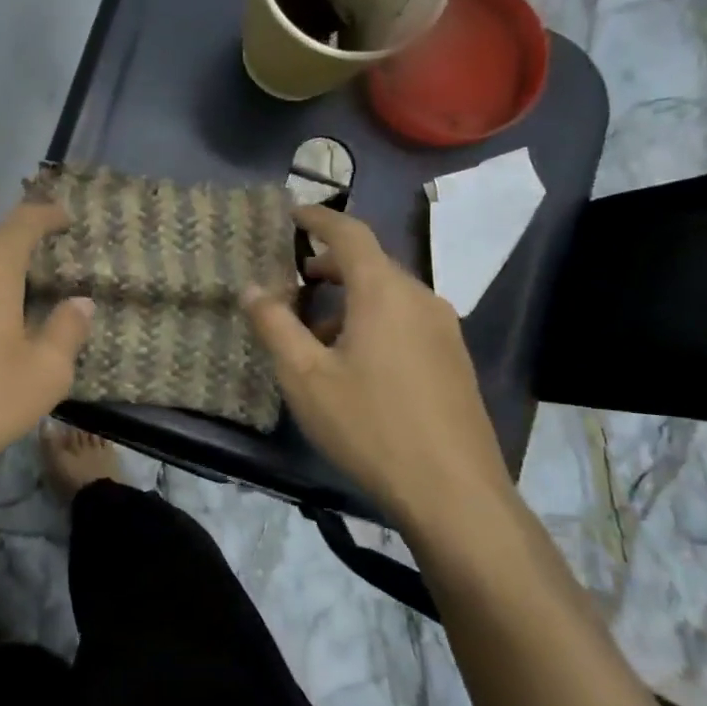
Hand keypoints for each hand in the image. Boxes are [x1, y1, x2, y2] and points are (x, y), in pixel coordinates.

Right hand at [241, 205, 515, 533]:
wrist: (454, 492)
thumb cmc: (370, 426)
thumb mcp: (305, 377)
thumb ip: (275, 326)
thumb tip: (252, 289)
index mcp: (384, 291)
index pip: (350, 233)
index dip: (318, 219)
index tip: (293, 214)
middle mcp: (420, 298)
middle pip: (371, 263)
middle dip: (330, 265)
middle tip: (296, 280)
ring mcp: (444, 330)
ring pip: (389, 294)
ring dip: (350, 298)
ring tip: (317, 332)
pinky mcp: (454, 360)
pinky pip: (406, 320)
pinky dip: (374, 320)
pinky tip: (356, 363)